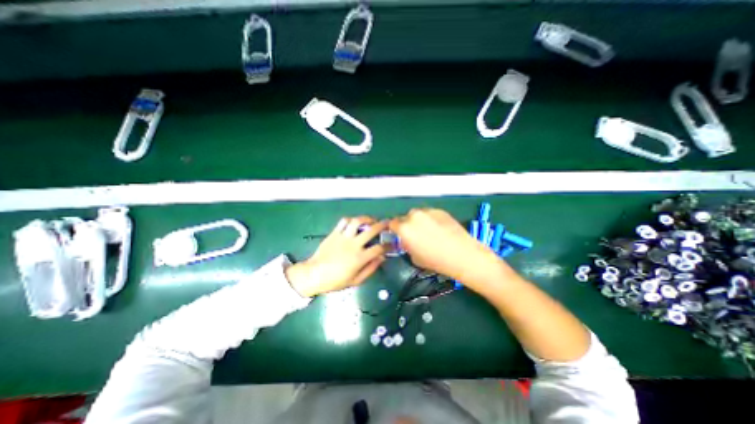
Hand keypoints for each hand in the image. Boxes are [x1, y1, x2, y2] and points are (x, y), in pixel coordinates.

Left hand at [286, 217, 385, 295]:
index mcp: (360, 258)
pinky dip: (351, 219)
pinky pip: (344, 221)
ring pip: (357, 221)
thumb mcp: (356, 281)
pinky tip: (355, 222)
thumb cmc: (336, 280)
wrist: (314, 274)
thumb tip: (382, 258)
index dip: (388, 245)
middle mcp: (353, 244)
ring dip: (367, 218)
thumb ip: (371, 269)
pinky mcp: (334, 233)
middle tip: (387, 223)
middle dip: (382, 225)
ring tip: (371, 220)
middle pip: (371, 230)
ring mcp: (343, 237)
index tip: (391, 244)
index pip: (379, 248)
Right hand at [388, 207, 498, 281]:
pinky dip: (431, 219)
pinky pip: (430, 214)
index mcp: (405, 228)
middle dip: (407, 225)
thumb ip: (407, 245)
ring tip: (429, 231)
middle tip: (415, 234)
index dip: (394, 229)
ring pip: (418, 214)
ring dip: (419, 221)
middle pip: (405, 217)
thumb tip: (407, 241)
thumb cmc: (435, 260)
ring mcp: (428, 211)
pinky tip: (440, 229)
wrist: (462, 254)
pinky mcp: (440, 210)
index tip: (398, 234)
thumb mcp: (414, 257)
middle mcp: (414, 216)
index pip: (392, 223)